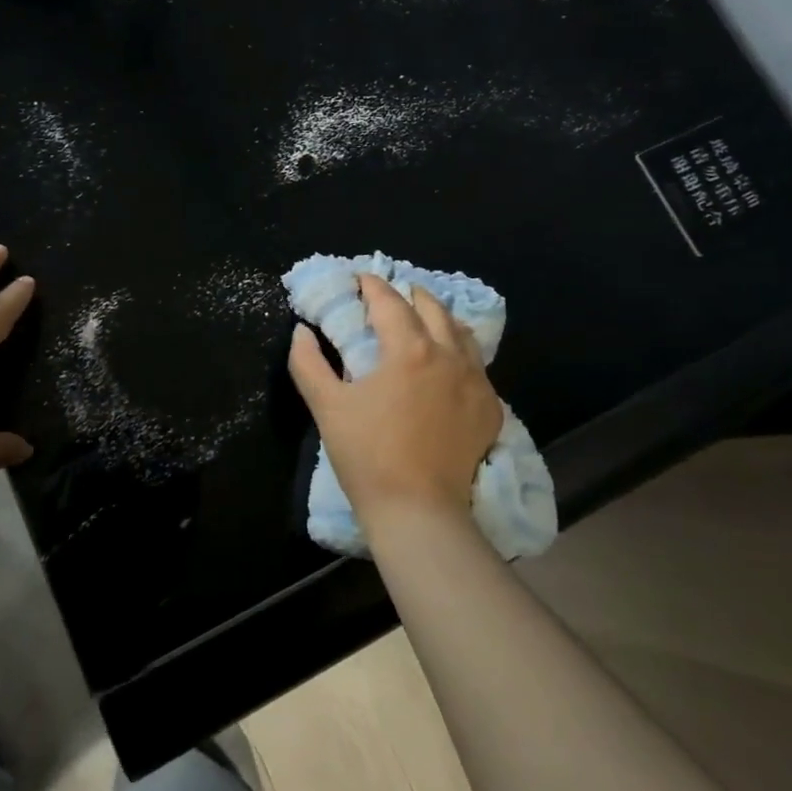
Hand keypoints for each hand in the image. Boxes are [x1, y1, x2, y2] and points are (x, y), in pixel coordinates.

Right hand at [288, 274, 502, 532]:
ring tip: (423, 321)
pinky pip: (477, 366)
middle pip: (432, 308)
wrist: (419, 511)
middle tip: (390, 297)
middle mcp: (449, 356)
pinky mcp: (490, 409)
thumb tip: (302, 331)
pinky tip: (447, 365)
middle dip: (409, 295)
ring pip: (461, 333)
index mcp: (409, 349)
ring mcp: (476, 382)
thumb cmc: (367, 455)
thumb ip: (308, 363)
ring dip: (439, 318)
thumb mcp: (327, 406)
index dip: (372, 286)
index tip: (360, 279)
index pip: (390, 302)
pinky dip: (459, 353)